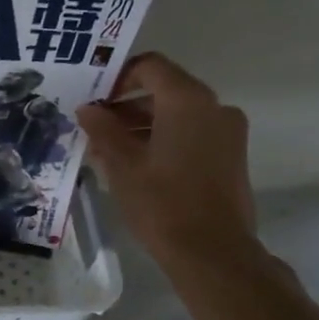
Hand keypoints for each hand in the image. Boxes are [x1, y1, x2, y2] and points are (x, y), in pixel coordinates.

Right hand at [75, 54, 258, 268]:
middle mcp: (214, 106)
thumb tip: (88, 109)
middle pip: (164, 90)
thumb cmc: (162, 203)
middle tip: (94, 130)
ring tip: (109, 153)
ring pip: (177, 115)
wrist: (213, 252)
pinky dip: (163, 140)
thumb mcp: (122, 164)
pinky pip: (191, 134)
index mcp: (187, 100)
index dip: (117, 77)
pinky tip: (136, 166)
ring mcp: (227, 132)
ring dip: (142, 126)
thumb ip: (102, 129)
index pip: (150, 67)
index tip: (93, 100)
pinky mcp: (230, 156)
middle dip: (126, 107)